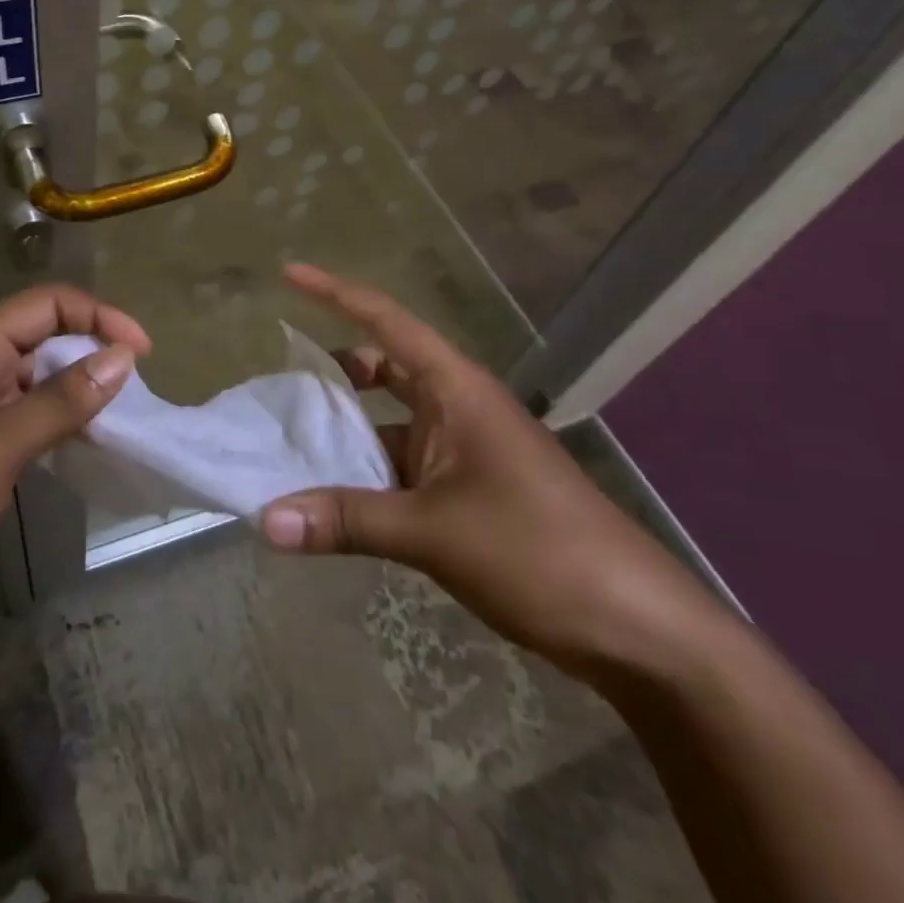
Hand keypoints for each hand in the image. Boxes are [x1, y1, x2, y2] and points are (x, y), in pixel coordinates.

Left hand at [0, 284, 150, 618]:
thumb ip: (62, 400)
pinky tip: (82, 449)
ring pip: (37, 381)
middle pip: (45, 337)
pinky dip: (57, 426)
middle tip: (137, 395)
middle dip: (93, 354)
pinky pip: (23, 419)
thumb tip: (123, 357)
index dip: (100, 317)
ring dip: (78, 393)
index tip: (143, 355)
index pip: (49, 304)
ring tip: (122, 422)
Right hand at [260, 264, 725, 679]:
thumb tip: (265, 521)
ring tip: (292, 444)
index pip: (386, 322)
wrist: (638, 628)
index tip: (289, 274)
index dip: (335, 293)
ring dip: (348, 431)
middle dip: (334, 370)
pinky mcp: (471, 489)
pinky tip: (334, 499)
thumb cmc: (538, 552)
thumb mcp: (433, 533)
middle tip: (280, 384)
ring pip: (391, 421)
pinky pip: (404, 464)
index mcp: (456, 389)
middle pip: (385, 367)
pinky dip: (368, 473)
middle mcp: (458, 407)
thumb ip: (346, 520)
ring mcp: (467, 449)